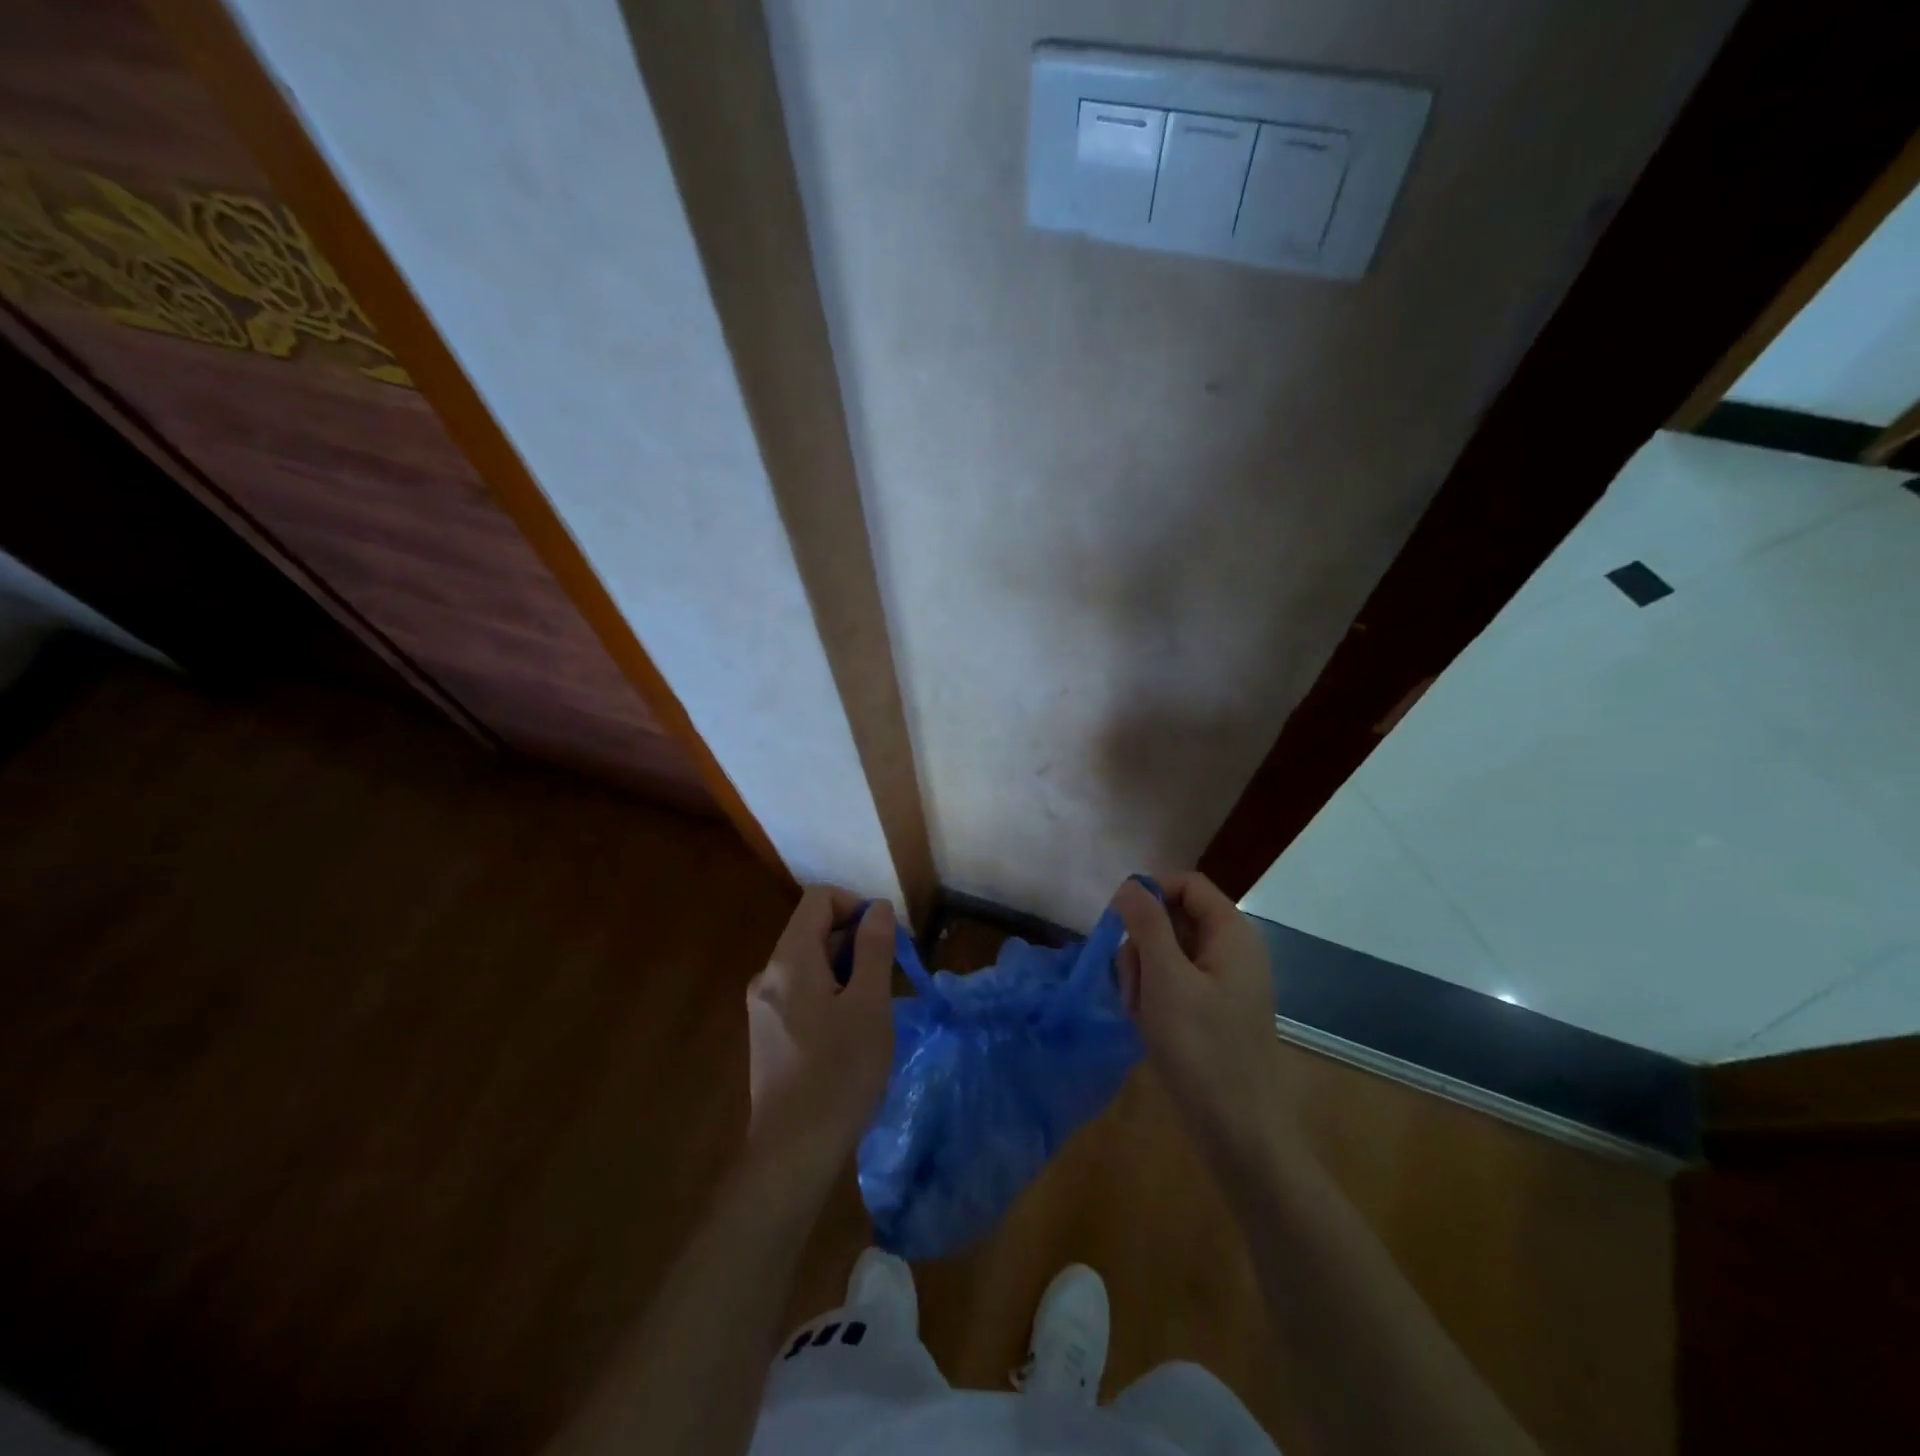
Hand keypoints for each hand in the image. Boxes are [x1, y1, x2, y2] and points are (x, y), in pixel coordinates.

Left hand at [741, 887, 895, 1190]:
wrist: (792, 1152)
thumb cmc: (839, 1073)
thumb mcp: (870, 1005)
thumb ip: (874, 948)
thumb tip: (877, 907)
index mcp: (789, 960)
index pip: (819, 899)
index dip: (855, 905)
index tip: (885, 938)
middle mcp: (767, 974)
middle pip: (813, 930)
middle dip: (854, 941)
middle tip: (888, 978)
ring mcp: (763, 1006)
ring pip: (809, 963)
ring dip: (845, 970)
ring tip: (873, 1009)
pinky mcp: (767, 1033)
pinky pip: (801, 992)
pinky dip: (829, 994)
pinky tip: (850, 1032)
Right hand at [1113, 873, 1286, 1161]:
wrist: (1239, 1131)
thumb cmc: (1202, 1049)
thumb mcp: (1166, 978)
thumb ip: (1147, 923)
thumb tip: (1131, 884)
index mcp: (1231, 933)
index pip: (1187, 884)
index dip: (1150, 891)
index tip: (1117, 921)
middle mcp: (1231, 949)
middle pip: (1173, 917)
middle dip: (1142, 943)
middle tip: (1131, 983)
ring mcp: (1223, 981)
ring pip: (1167, 951)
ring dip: (1143, 974)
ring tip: (1140, 1012)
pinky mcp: (1212, 1009)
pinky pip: (1174, 982)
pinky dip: (1154, 996)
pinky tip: (1148, 1025)